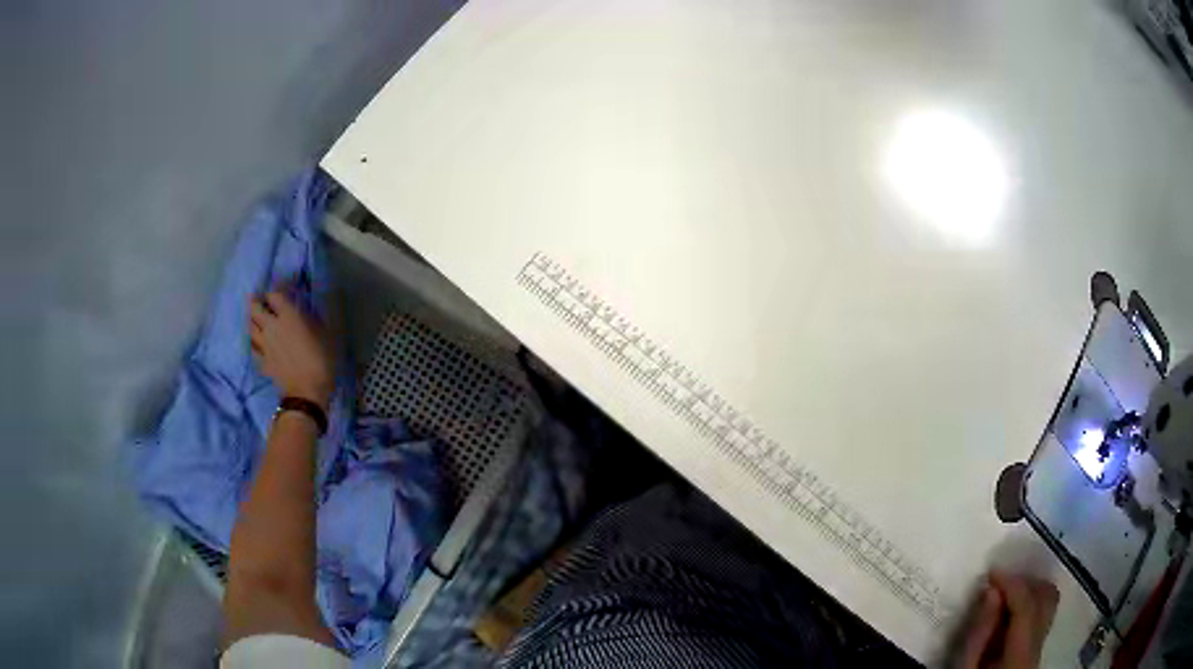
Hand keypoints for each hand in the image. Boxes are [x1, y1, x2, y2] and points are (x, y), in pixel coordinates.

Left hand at [249, 291, 333, 407]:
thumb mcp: (331, 333)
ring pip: (249, 326)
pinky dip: (253, 341)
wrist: (308, 394)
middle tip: (263, 301)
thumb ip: (326, 311)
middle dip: (256, 301)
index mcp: (288, 315)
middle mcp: (271, 326)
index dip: (277, 290)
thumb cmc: (322, 360)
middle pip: (254, 307)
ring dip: (252, 319)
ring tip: (258, 319)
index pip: (274, 294)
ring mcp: (264, 345)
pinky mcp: (262, 361)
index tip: (284, 290)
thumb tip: (327, 294)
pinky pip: (252, 347)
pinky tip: (258, 342)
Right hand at [957, 571, 1058, 668]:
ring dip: (1028, 591)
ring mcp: (1042, 645)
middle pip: (1046, 597)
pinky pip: (1044, 613)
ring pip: (1049, 601)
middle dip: (1023, 584)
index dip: (1011, 584)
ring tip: (1004, 595)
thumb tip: (991, 591)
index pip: (1027, 606)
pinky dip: (1031, 602)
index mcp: (1022, 654)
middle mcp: (1040, 645)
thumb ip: (979, 634)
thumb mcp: (966, 667)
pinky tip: (1011, 610)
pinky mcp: (1039, 646)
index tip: (991, 573)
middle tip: (998, 585)